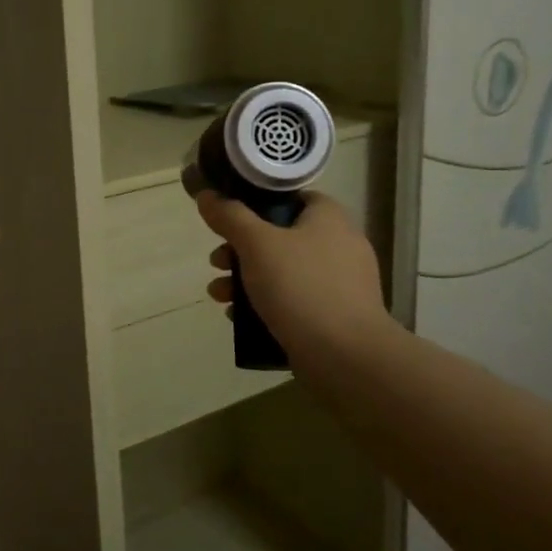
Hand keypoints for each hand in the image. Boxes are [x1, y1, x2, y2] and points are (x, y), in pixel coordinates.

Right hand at [196, 190, 394, 374]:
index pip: (290, 197)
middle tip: (217, 262)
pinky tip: (239, 319)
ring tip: (219, 296)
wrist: (344, 355)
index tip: (228, 217)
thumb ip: (229, 216)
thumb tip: (207, 195)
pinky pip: (293, 301)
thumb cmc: (300, 287)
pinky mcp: (335, 316)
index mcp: (329, 218)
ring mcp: (340, 283)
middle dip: (240, 250)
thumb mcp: (256, 244)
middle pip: (280, 237)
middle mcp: (339, 245)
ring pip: (283, 271)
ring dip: (246, 280)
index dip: (256, 203)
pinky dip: (266, 304)